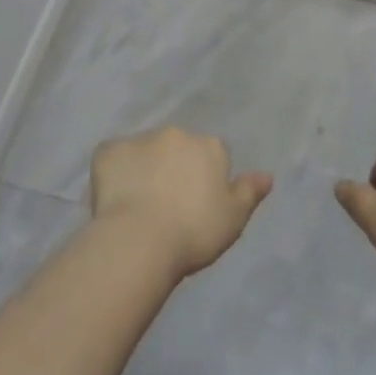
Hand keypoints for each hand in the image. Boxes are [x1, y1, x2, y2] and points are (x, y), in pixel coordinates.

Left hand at [91, 128, 272, 279]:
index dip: (204, 179)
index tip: (196, 205)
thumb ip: (249, 192)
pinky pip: (114, 158)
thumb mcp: (233, 219)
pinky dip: (114, 173)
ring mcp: (140, 140)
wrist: (139, 240)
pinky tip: (113, 199)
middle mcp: (176, 135)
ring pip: (145, 152)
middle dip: (173, 168)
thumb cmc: (193, 232)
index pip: (212, 155)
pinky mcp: (108, 151)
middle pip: (177, 148)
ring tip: (138, 206)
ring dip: (144, 169)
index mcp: (208, 147)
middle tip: (167, 205)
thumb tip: (267, 175)